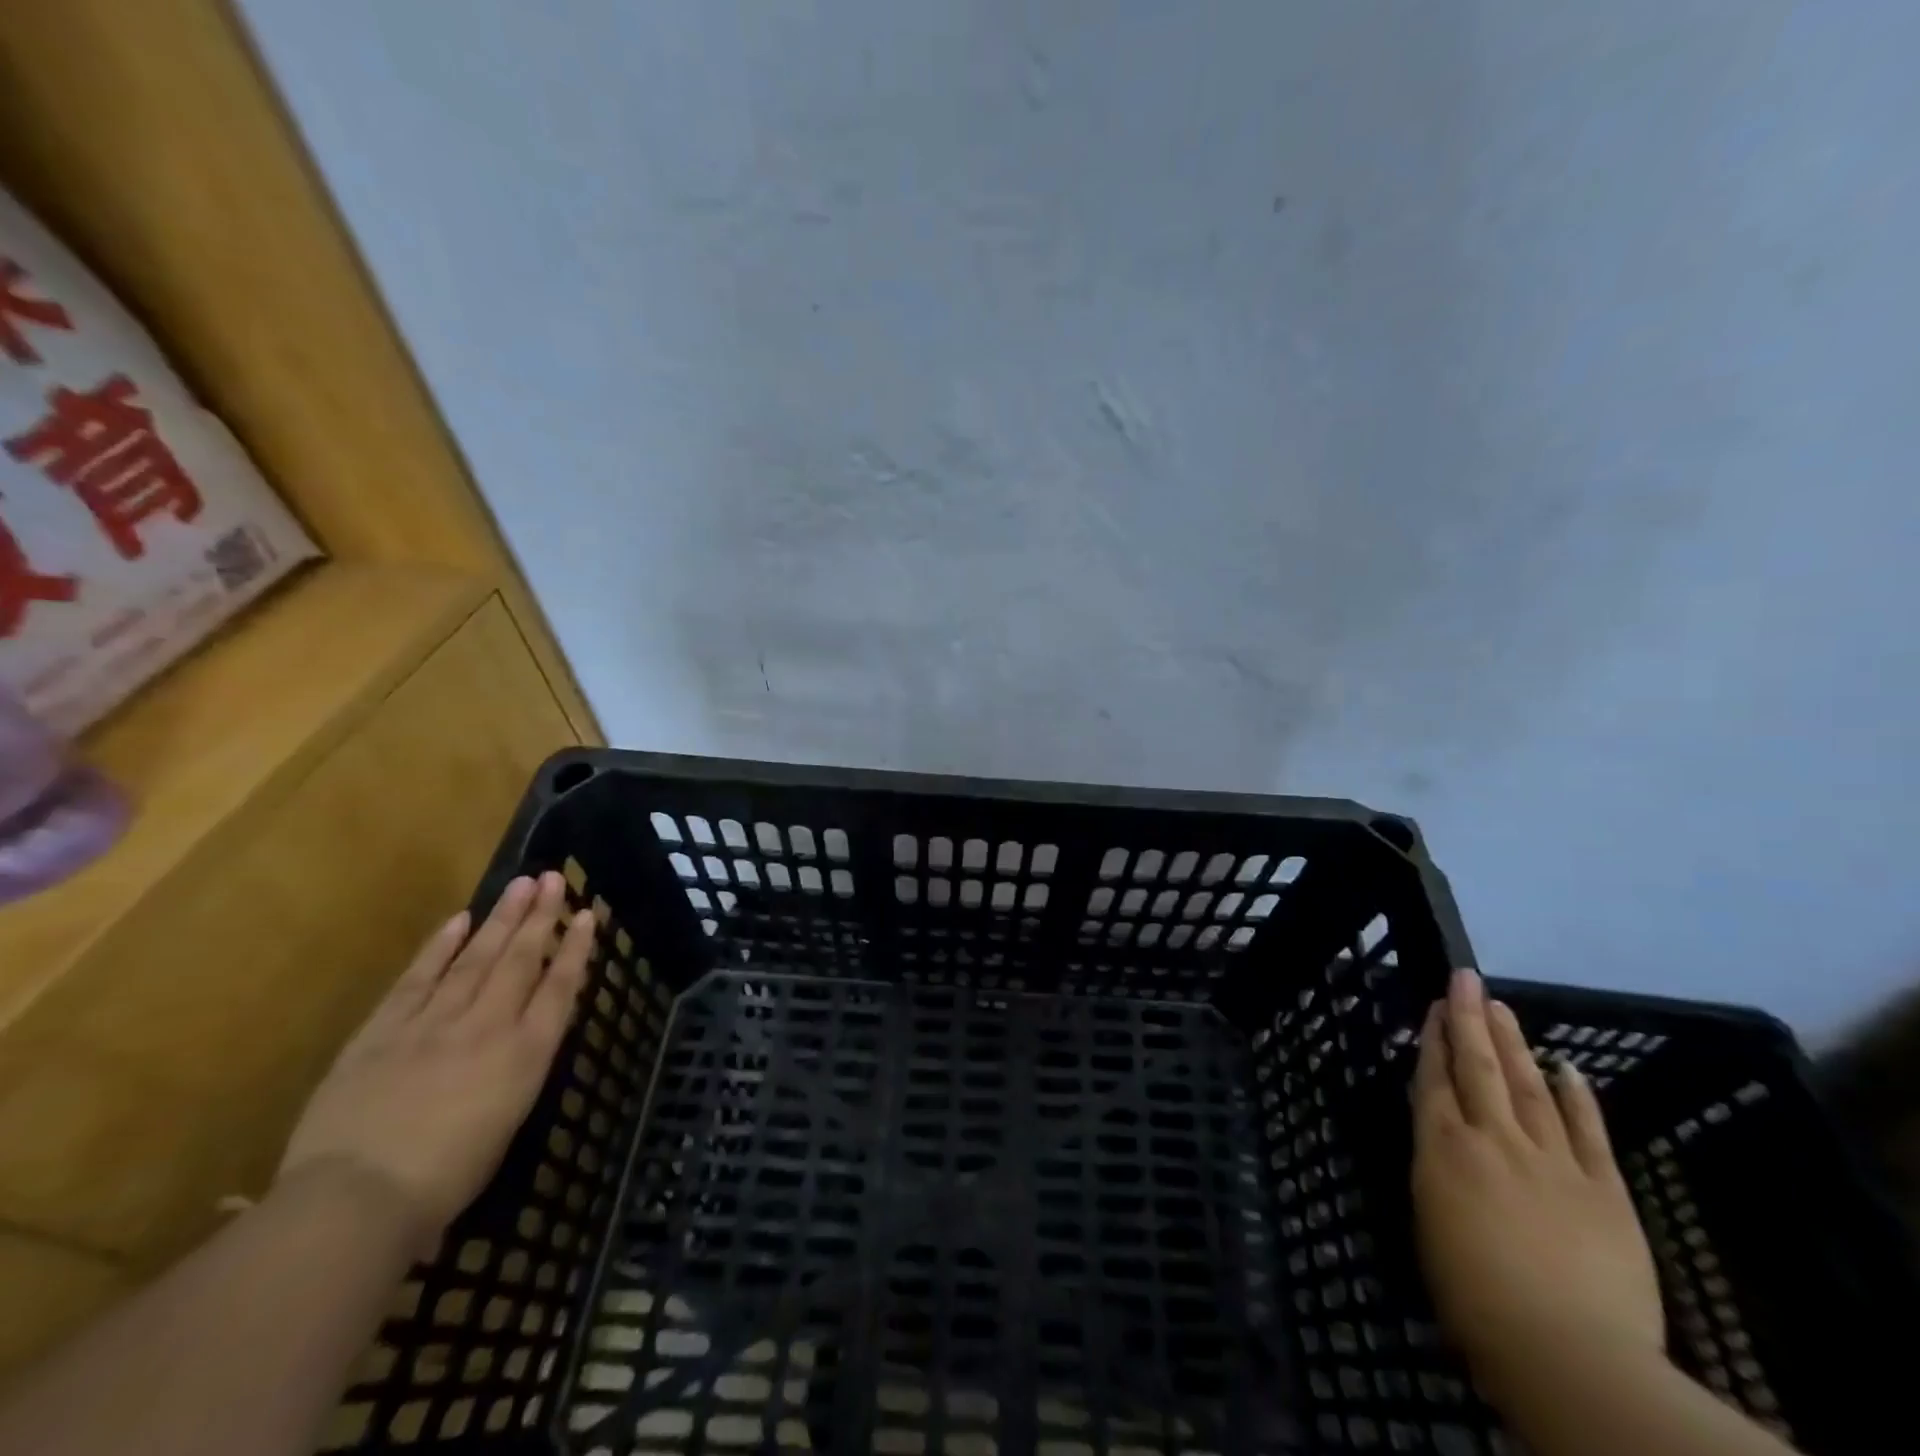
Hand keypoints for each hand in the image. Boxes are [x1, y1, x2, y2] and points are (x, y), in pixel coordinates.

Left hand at [278, 872, 593, 1247]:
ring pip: (476, 958)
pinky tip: (459, 920)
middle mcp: (488, 1026)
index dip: (576, 949)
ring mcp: (434, 1022)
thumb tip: (520, 1041)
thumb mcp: (506, 1122)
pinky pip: (419, 978)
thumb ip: (516, 1071)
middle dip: (541, 917)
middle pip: (520, 960)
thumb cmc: (445, 1180)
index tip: (587, 914)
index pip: (559, 988)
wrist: (355, 1201)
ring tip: (520, 884)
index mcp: (525, 1054)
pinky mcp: (384, 1030)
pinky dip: (440, 947)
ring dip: (501, 919)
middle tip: (553, 878)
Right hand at [1411, 968, 1664, 1409]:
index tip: (1434, 1005)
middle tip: (1466, 979)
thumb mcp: (1430, 1223)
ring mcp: (1554, 1161)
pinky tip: (1568, 1069)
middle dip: (1469, 1019)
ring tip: (1502, 1007)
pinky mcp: (1605, 1191)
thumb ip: (1438, 1173)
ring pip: (1529, 1086)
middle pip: (1480, 1067)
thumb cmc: (1475, 1297)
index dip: (1433, 1039)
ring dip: (1514, 1043)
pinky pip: (1589, 1133)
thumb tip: (1446, 1145)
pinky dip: (1578, 1098)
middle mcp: (1494, 1140)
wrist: (1568, 1352)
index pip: (1434, 1080)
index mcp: (1444, 1149)